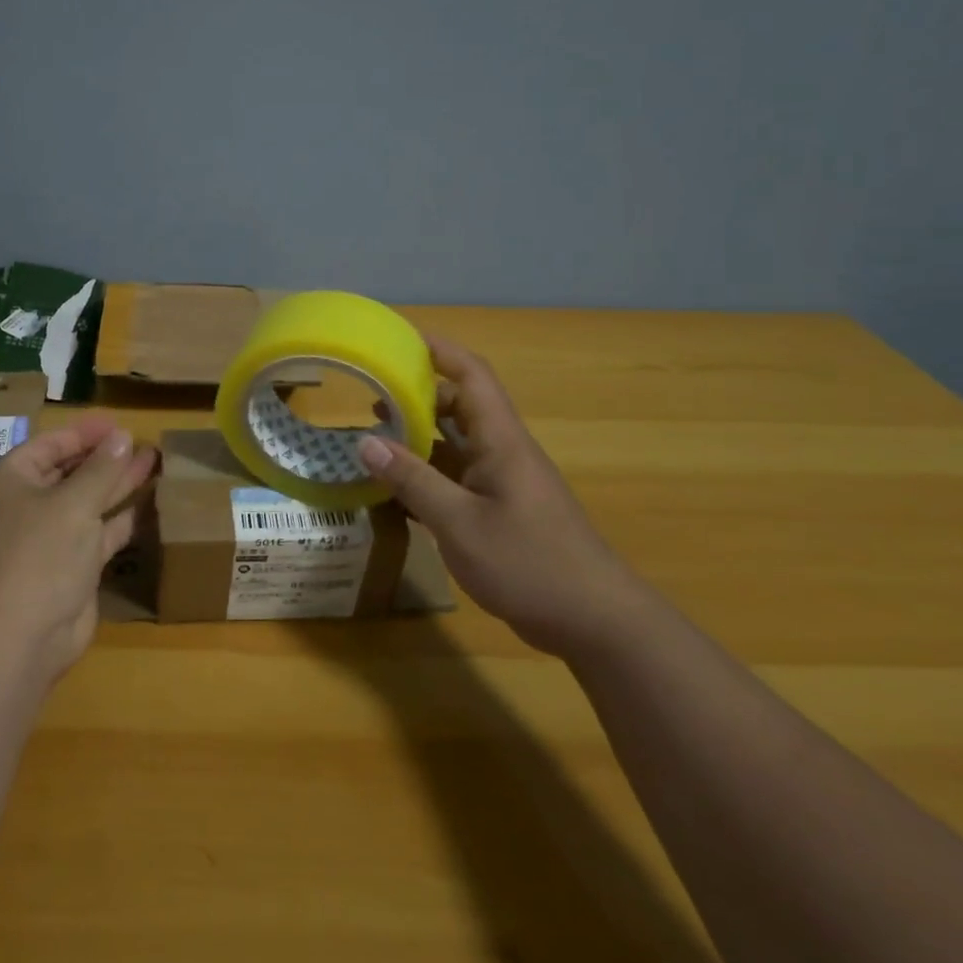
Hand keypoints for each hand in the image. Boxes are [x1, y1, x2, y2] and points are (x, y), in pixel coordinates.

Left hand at [0, 416, 157, 681]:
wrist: (23, 636)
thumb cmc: (40, 553)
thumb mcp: (74, 503)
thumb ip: (102, 468)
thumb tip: (122, 436)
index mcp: (12, 480)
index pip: (50, 444)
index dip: (84, 433)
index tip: (119, 424)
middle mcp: (28, 504)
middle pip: (70, 471)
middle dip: (105, 456)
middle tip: (142, 440)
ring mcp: (50, 536)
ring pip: (88, 500)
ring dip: (118, 482)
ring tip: (154, 460)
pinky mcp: (72, 564)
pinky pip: (100, 531)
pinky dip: (123, 517)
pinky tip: (151, 500)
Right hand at [356, 334, 646, 656]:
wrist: (597, 624)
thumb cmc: (531, 564)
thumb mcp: (460, 523)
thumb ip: (413, 481)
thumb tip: (365, 443)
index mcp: (500, 441)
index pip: (471, 375)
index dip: (438, 349)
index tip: (398, 338)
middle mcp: (502, 452)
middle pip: (459, 406)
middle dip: (417, 394)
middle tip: (370, 394)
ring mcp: (502, 484)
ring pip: (455, 445)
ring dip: (417, 437)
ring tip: (372, 437)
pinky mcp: (500, 512)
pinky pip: (456, 479)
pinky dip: (425, 477)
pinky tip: (394, 491)